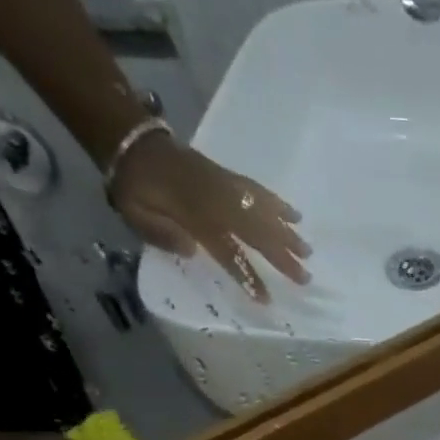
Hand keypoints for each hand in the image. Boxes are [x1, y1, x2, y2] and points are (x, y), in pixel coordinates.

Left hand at [110, 132, 309, 303]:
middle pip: (256, 232)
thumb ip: (160, 233)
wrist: (132, 142)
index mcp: (193, 216)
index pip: (228, 252)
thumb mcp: (133, 213)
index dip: (247, 275)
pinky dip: (278, 203)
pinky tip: (294, 215)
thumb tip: (190, 250)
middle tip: (305, 277)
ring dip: (287, 232)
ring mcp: (225, 187)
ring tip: (307, 250)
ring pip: (262, 211)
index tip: (267, 298)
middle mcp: (216, 202)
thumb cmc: (133, 187)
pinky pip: (258, 191)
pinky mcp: (228, 177)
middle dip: (282, 256)